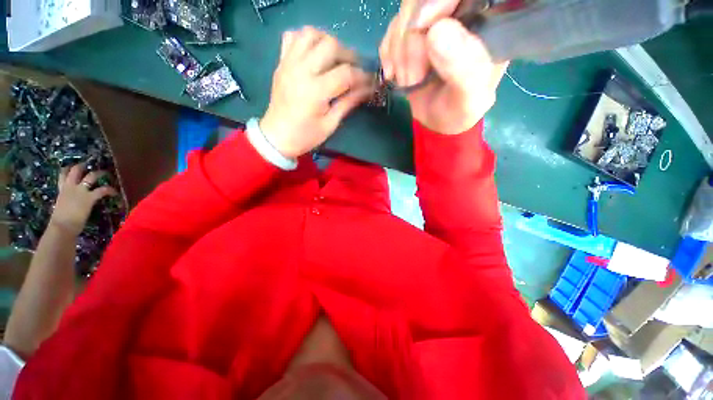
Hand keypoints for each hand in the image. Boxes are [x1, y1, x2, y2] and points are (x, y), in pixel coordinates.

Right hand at [50, 165, 117, 235]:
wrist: (62, 226)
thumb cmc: (60, 220)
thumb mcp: (61, 205)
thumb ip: (66, 200)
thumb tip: (70, 203)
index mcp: (61, 190)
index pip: (62, 174)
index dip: (69, 168)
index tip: (74, 165)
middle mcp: (70, 187)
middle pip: (76, 170)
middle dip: (83, 165)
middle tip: (90, 164)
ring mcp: (80, 191)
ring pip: (91, 176)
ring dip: (100, 173)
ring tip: (107, 173)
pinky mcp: (89, 197)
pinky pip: (102, 190)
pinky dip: (110, 190)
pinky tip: (115, 192)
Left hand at [260, 27, 374, 157]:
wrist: (277, 136)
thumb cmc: (306, 136)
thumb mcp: (330, 124)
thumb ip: (348, 103)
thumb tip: (367, 89)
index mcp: (316, 91)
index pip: (346, 73)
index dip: (362, 76)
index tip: (370, 82)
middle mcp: (302, 71)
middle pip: (330, 45)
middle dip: (349, 55)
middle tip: (355, 68)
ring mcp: (289, 63)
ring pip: (311, 34)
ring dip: (328, 41)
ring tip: (335, 57)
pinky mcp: (281, 63)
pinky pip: (292, 37)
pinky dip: (306, 39)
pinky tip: (314, 52)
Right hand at [380, 0, 508, 134]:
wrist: (439, 120)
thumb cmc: (460, 109)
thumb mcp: (469, 97)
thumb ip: (463, 68)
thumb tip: (437, 30)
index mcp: (488, 18)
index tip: (421, 27)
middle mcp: (462, 11)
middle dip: (411, 39)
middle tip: (414, 77)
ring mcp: (435, 19)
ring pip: (406, 12)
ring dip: (398, 53)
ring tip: (408, 81)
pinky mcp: (414, 33)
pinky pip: (392, 29)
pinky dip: (388, 54)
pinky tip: (394, 73)